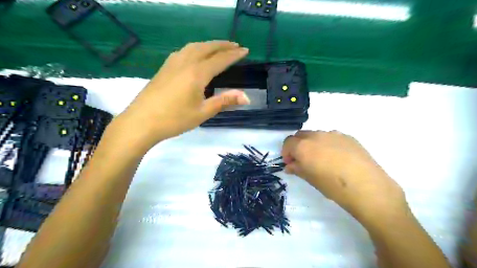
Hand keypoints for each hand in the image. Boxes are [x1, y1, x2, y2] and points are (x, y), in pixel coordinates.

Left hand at [118, 40, 249, 147]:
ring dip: (208, 44)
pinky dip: (195, 48)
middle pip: (207, 48)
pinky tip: (195, 54)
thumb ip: (224, 101)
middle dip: (223, 45)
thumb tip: (247, 97)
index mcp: (197, 73)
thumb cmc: (174, 119)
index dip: (234, 54)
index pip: (220, 59)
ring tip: (218, 47)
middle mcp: (185, 63)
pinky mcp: (164, 68)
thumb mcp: (203, 112)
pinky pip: (183, 51)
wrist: (141, 122)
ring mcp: (172, 64)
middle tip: (235, 45)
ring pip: (194, 47)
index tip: (245, 50)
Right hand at [281, 131, 407, 222]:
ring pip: (316, 135)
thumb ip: (297, 169)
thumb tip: (290, 165)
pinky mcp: (347, 136)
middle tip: (302, 160)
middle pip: (300, 135)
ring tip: (321, 159)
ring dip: (312, 144)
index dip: (286, 153)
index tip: (290, 163)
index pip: (288, 143)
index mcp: (303, 146)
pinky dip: (327, 144)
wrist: (367, 186)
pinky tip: (337, 158)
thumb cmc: (333, 186)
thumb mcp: (310, 179)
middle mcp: (316, 136)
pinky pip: (331, 137)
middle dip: (297, 146)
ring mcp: (333, 134)